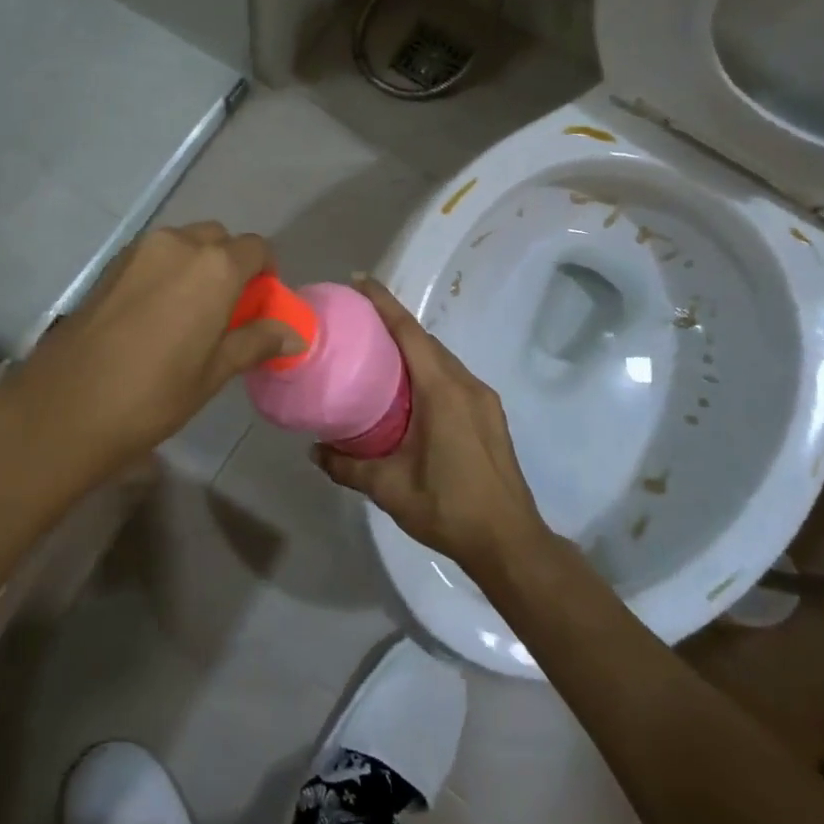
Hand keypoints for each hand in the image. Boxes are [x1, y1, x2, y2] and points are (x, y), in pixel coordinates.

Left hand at [0, 223, 303, 480]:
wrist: (66, 405)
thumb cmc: (153, 394)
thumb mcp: (214, 372)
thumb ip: (255, 342)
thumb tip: (294, 335)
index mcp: (214, 266)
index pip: (256, 249)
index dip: (265, 274)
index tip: (259, 306)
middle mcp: (178, 243)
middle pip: (218, 240)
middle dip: (230, 266)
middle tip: (225, 311)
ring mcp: (140, 250)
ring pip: (183, 243)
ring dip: (196, 266)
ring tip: (188, 314)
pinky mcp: (110, 263)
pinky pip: (153, 255)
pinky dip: (166, 271)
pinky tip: (155, 314)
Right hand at [314, 277, 549, 576]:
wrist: (510, 542)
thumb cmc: (448, 507)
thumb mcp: (389, 488)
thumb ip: (347, 466)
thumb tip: (314, 451)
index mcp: (442, 391)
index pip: (409, 332)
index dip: (383, 302)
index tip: (359, 280)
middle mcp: (466, 384)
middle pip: (425, 341)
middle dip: (393, 323)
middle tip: (357, 321)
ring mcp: (483, 399)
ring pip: (441, 359)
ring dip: (412, 349)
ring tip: (377, 354)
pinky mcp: (490, 415)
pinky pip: (453, 377)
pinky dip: (428, 370)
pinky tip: (408, 392)